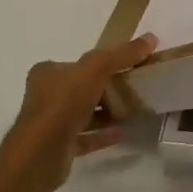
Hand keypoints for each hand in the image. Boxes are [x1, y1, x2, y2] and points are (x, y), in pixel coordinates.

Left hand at [3, 34, 156, 187]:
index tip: (125, 67)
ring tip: (132, 110)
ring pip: (83, 113)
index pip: (76, 63)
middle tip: (133, 88)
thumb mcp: (95, 69)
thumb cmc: (63, 103)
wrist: (41, 153)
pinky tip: (121, 132)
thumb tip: (151, 38)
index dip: (100, 63)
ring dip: (105, 112)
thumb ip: (121, 54)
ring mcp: (50, 123)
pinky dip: (102, 134)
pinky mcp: (58, 147)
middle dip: (106, 88)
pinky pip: (85, 137)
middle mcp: (45, 96)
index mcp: (47, 73)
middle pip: (81, 88)